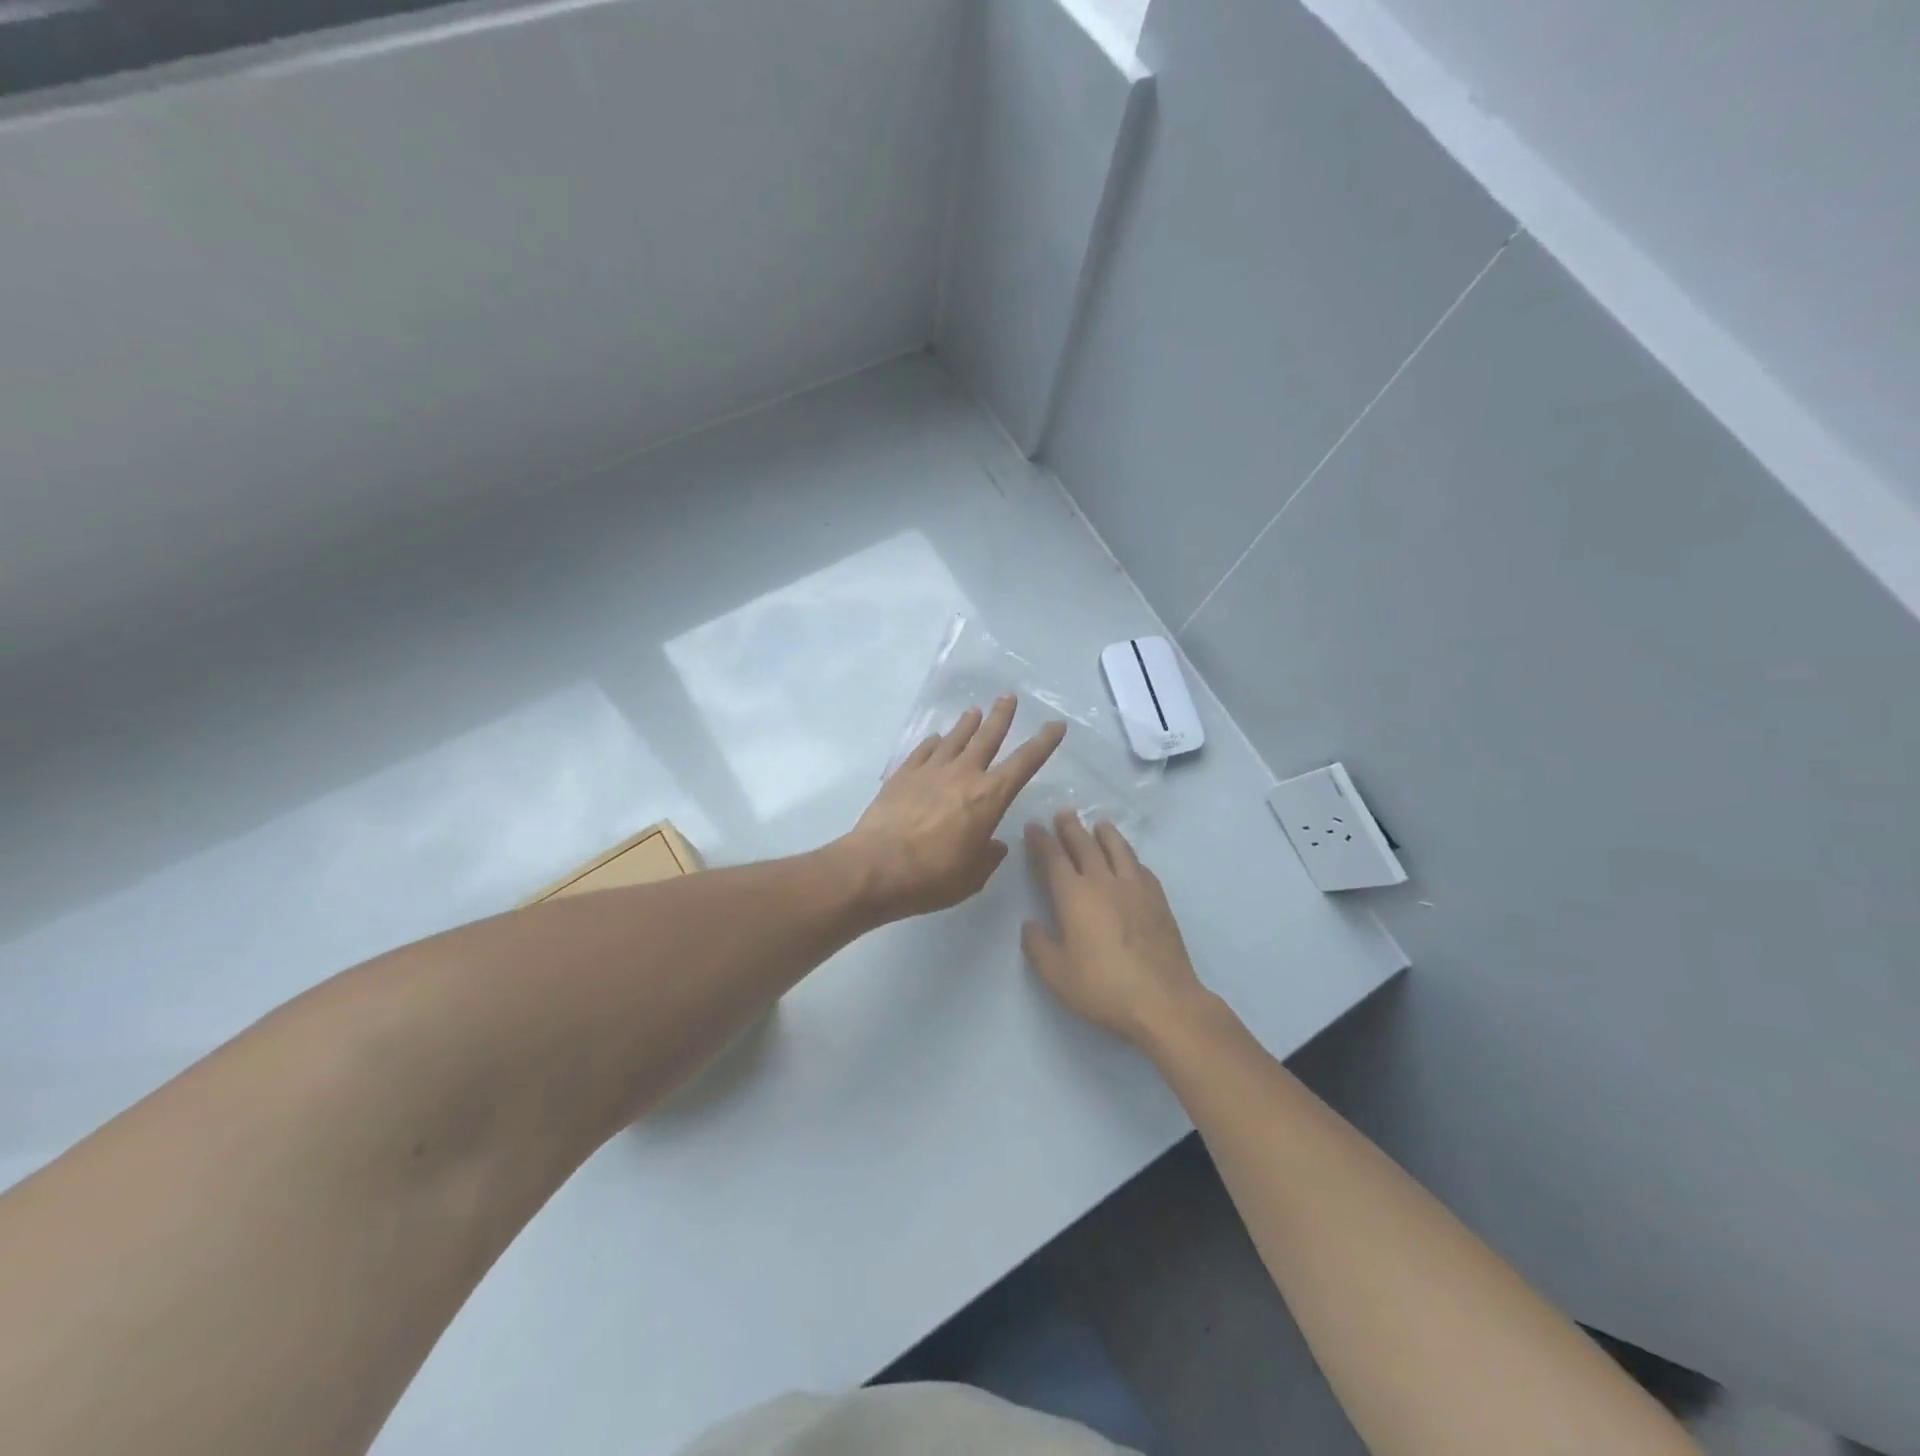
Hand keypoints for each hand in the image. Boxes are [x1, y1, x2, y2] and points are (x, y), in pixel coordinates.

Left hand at [840, 695, 1066, 920]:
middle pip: (987, 737)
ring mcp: (930, 771)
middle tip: (1009, 697)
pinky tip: (936, 739)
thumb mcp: (972, 877)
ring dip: (967, 724)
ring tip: (974, 711)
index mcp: (989, 797)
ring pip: (955, 738)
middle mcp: (963, 775)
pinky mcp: (903, 775)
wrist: (875, 867)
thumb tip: (994, 845)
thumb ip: (988, 857)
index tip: (1056, 725)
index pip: (1025, 763)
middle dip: (1002, 716)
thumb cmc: (932, 877)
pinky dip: (934, 742)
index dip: (1043, 743)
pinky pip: (924, 751)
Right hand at [1022, 810, 1210, 1047]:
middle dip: (1071, 828)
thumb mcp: (1056, 974)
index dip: (1041, 840)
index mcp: (1074, 896)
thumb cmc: (1102, 987)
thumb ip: (1038, 946)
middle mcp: (1104, 882)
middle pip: (1085, 845)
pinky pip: (1141, 867)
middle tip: (1063, 813)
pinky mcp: (1158, 900)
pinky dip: (1130, 856)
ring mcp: (1135, 888)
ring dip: (1105, 834)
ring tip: (1099, 823)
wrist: (1162, 1000)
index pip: (1053, 858)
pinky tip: (1130, 859)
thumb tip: (1030, 924)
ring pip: (1118, 849)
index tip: (1033, 826)